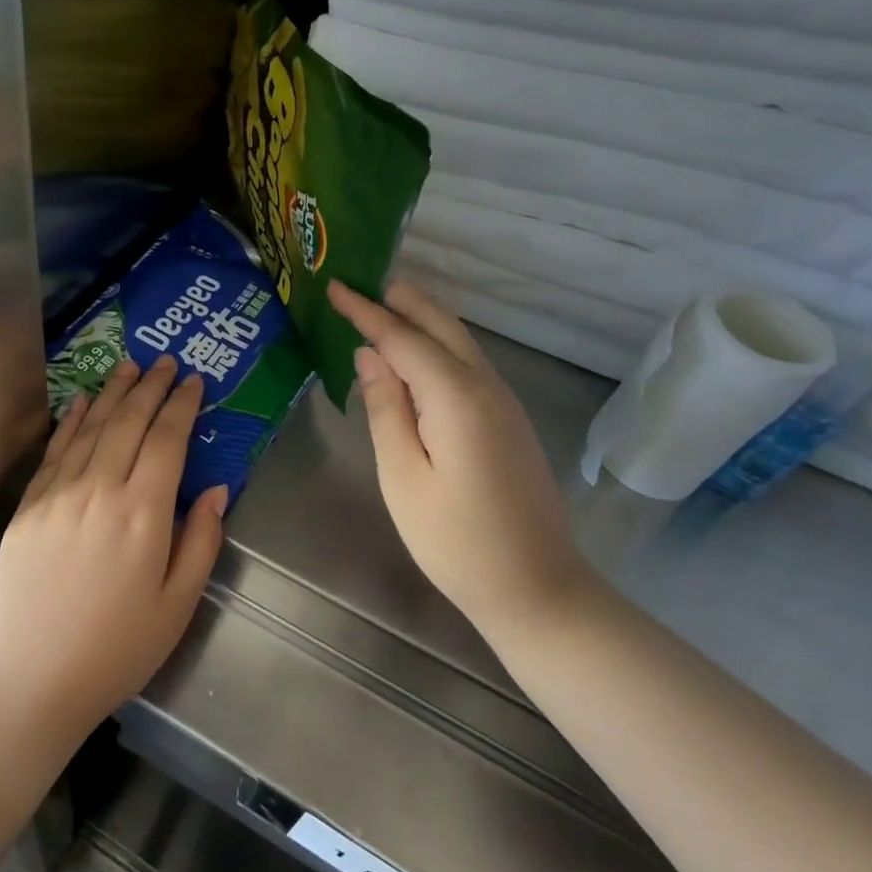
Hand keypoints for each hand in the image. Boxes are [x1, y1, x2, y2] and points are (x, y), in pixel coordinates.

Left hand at [0, 355, 228, 741]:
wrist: (29, 678)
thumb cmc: (115, 650)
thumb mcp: (177, 605)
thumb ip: (200, 541)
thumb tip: (217, 490)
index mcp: (143, 513)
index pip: (168, 440)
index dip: (182, 406)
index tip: (193, 381)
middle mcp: (100, 489)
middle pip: (129, 422)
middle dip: (151, 387)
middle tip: (166, 361)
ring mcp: (59, 494)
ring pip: (91, 427)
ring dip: (113, 392)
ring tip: (129, 366)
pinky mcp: (29, 506)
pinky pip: (55, 450)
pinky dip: (71, 420)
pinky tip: (81, 401)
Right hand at [329, 279, 588, 637]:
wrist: (535, 587)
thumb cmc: (455, 540)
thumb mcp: (403, 476)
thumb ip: (385, 408)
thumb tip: (369, 354)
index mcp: (456, 397)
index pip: (402, 338)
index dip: (366, 311)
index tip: (335, 286)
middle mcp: (486, 386)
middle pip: (440, 324)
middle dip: (400, 299)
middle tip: (359, 283)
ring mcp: (503, 401)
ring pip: (458, 340)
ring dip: (419, 318)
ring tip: (379, 308)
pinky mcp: (507, 419)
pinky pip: (467, 363)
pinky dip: (436, 345)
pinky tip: (414, 356)